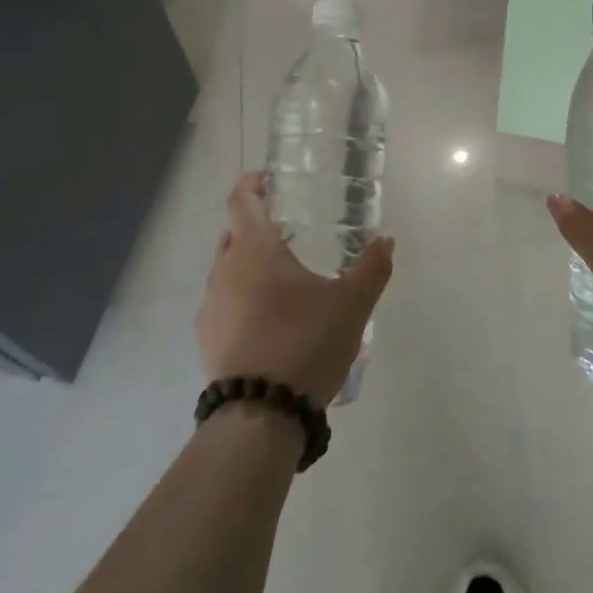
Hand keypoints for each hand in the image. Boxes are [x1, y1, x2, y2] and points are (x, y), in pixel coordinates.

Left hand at [196, 173, 395, 406]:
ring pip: (226, 270)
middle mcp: (224, 270)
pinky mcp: (206, 339)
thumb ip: (372, 268)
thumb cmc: (306, 342)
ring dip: (249, 264)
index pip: (240, 200)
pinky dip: (242, 297)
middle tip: (287, 229)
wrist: (261, 414)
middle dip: (254, 225)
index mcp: (254, 250)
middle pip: (232, 233)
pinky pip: (223, 302)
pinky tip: (269, 319)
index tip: (266, 179)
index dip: (251, 184)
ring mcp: (210, 306)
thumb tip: (385, 241)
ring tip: (282, 278)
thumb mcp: (352, 304)